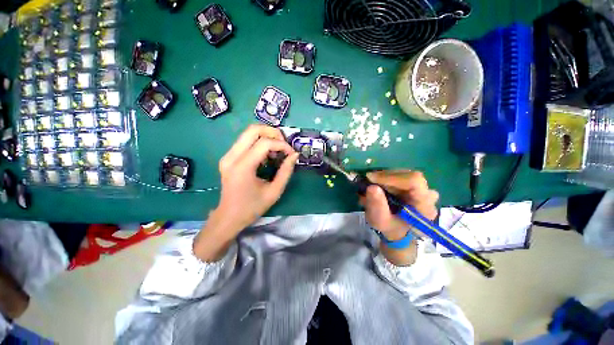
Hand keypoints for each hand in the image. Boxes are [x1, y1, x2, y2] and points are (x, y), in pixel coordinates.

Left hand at [194, 125, 298, 260]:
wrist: (229, 217)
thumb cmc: (252, 207)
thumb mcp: (274, 192)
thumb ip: (286, 171)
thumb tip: (294, 155)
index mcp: (242, 167)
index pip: (264, 143)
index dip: (281, 145)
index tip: (291, 153)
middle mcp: (231, 157)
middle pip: (253, 129)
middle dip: (273, 132)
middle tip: (284, 144)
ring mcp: (227, 155)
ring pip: (248, 133)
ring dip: (266, 136)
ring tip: (277, 150)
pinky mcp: (228, 157)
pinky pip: (245, 141)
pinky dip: (259, 142)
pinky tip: (267, 155)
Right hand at [360, 170, 438, 240]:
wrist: (399, 232)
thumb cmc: (391, 228)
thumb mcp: (380, 221)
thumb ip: (377, 206)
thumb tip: (371, 187)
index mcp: (425, 205)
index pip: (414, 181)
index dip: (391, 177)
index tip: (371, 178)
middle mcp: (429, 194)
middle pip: (407, 175)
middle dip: (385, 177)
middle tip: (368, 181)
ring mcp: (424, 189)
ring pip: (404, 174)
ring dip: (385, 177)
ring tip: (372, 184)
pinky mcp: (417, 186)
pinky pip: (402, 175)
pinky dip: (388, 178)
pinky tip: (379, 185)